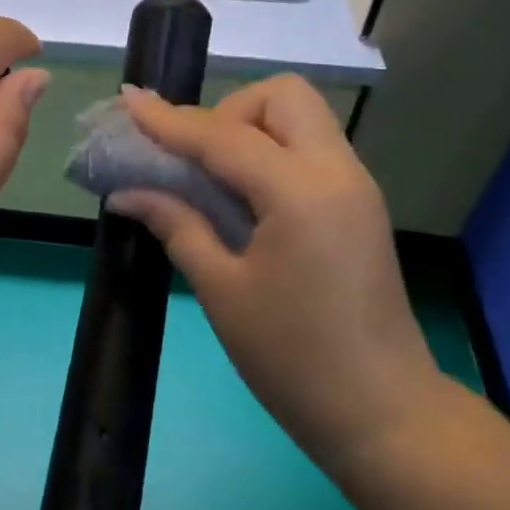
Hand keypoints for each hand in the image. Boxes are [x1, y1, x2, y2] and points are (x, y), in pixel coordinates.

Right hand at [108, 76, 442, 468]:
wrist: (381, 412)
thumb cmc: (292, 358)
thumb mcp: (222, 290)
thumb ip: (177, 226)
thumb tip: (127, 193)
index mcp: (300, 192)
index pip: (224, 136)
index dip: (170, 119)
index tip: (129, 100)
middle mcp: (337, 172)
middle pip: (283, 96)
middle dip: (229, 111)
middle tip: (196, 160)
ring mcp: (356, 186)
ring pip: (302, 118)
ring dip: (252, 129)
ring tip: (214, 178)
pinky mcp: (359, 205)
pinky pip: (311, 149)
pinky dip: (272, 152)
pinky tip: (244, 197)